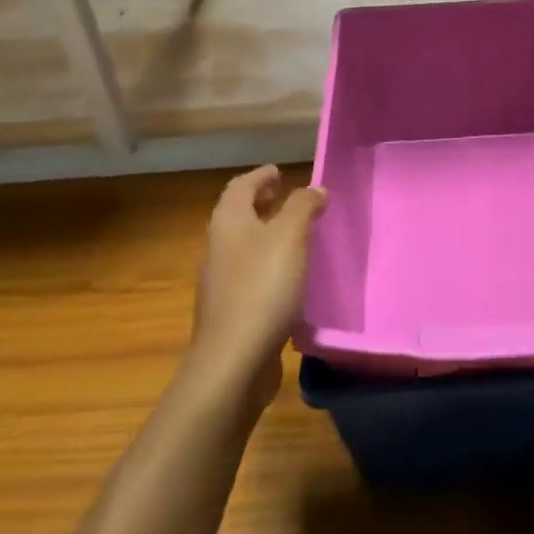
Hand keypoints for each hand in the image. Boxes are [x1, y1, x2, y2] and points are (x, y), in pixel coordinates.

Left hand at [190, 165, 326, 406]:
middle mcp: (218, 247)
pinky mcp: (230, 311)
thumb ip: (303, 206)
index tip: (281, 172)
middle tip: (289, 198)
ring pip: (244, 245)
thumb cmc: (263, 287)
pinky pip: (250, 275)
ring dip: (267, 234)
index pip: (240, 187)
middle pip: (239, 215)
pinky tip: (291, 277)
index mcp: (228, 222)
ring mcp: (221, 282)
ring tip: (297, 235)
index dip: (260, 177)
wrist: (233, 361)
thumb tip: (314, 189)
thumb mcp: (290, 236)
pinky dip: (269, 264)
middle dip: (263, 203)